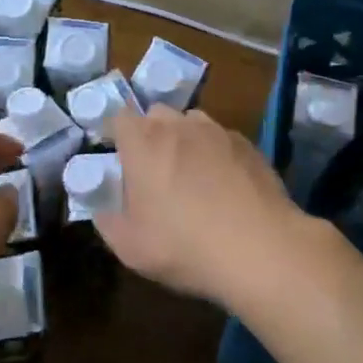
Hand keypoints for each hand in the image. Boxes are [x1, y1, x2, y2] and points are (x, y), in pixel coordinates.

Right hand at [96, 106, 307, 309]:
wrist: (260, 248)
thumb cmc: (184, 245)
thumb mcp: (131, 248)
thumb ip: (108, 222)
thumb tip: (103, 210)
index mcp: (143, 143)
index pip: (120, 118)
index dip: (117, 135)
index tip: (120, 158)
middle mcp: (178, 126)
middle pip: (157, 114)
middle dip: (151, 134)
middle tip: (154, 170)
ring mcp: (216, 131)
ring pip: (192, 121)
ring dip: (185, 139)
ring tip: (192, 174)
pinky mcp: (247, 144)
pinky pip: (222, 138)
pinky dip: (217, 153)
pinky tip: (226, 185)